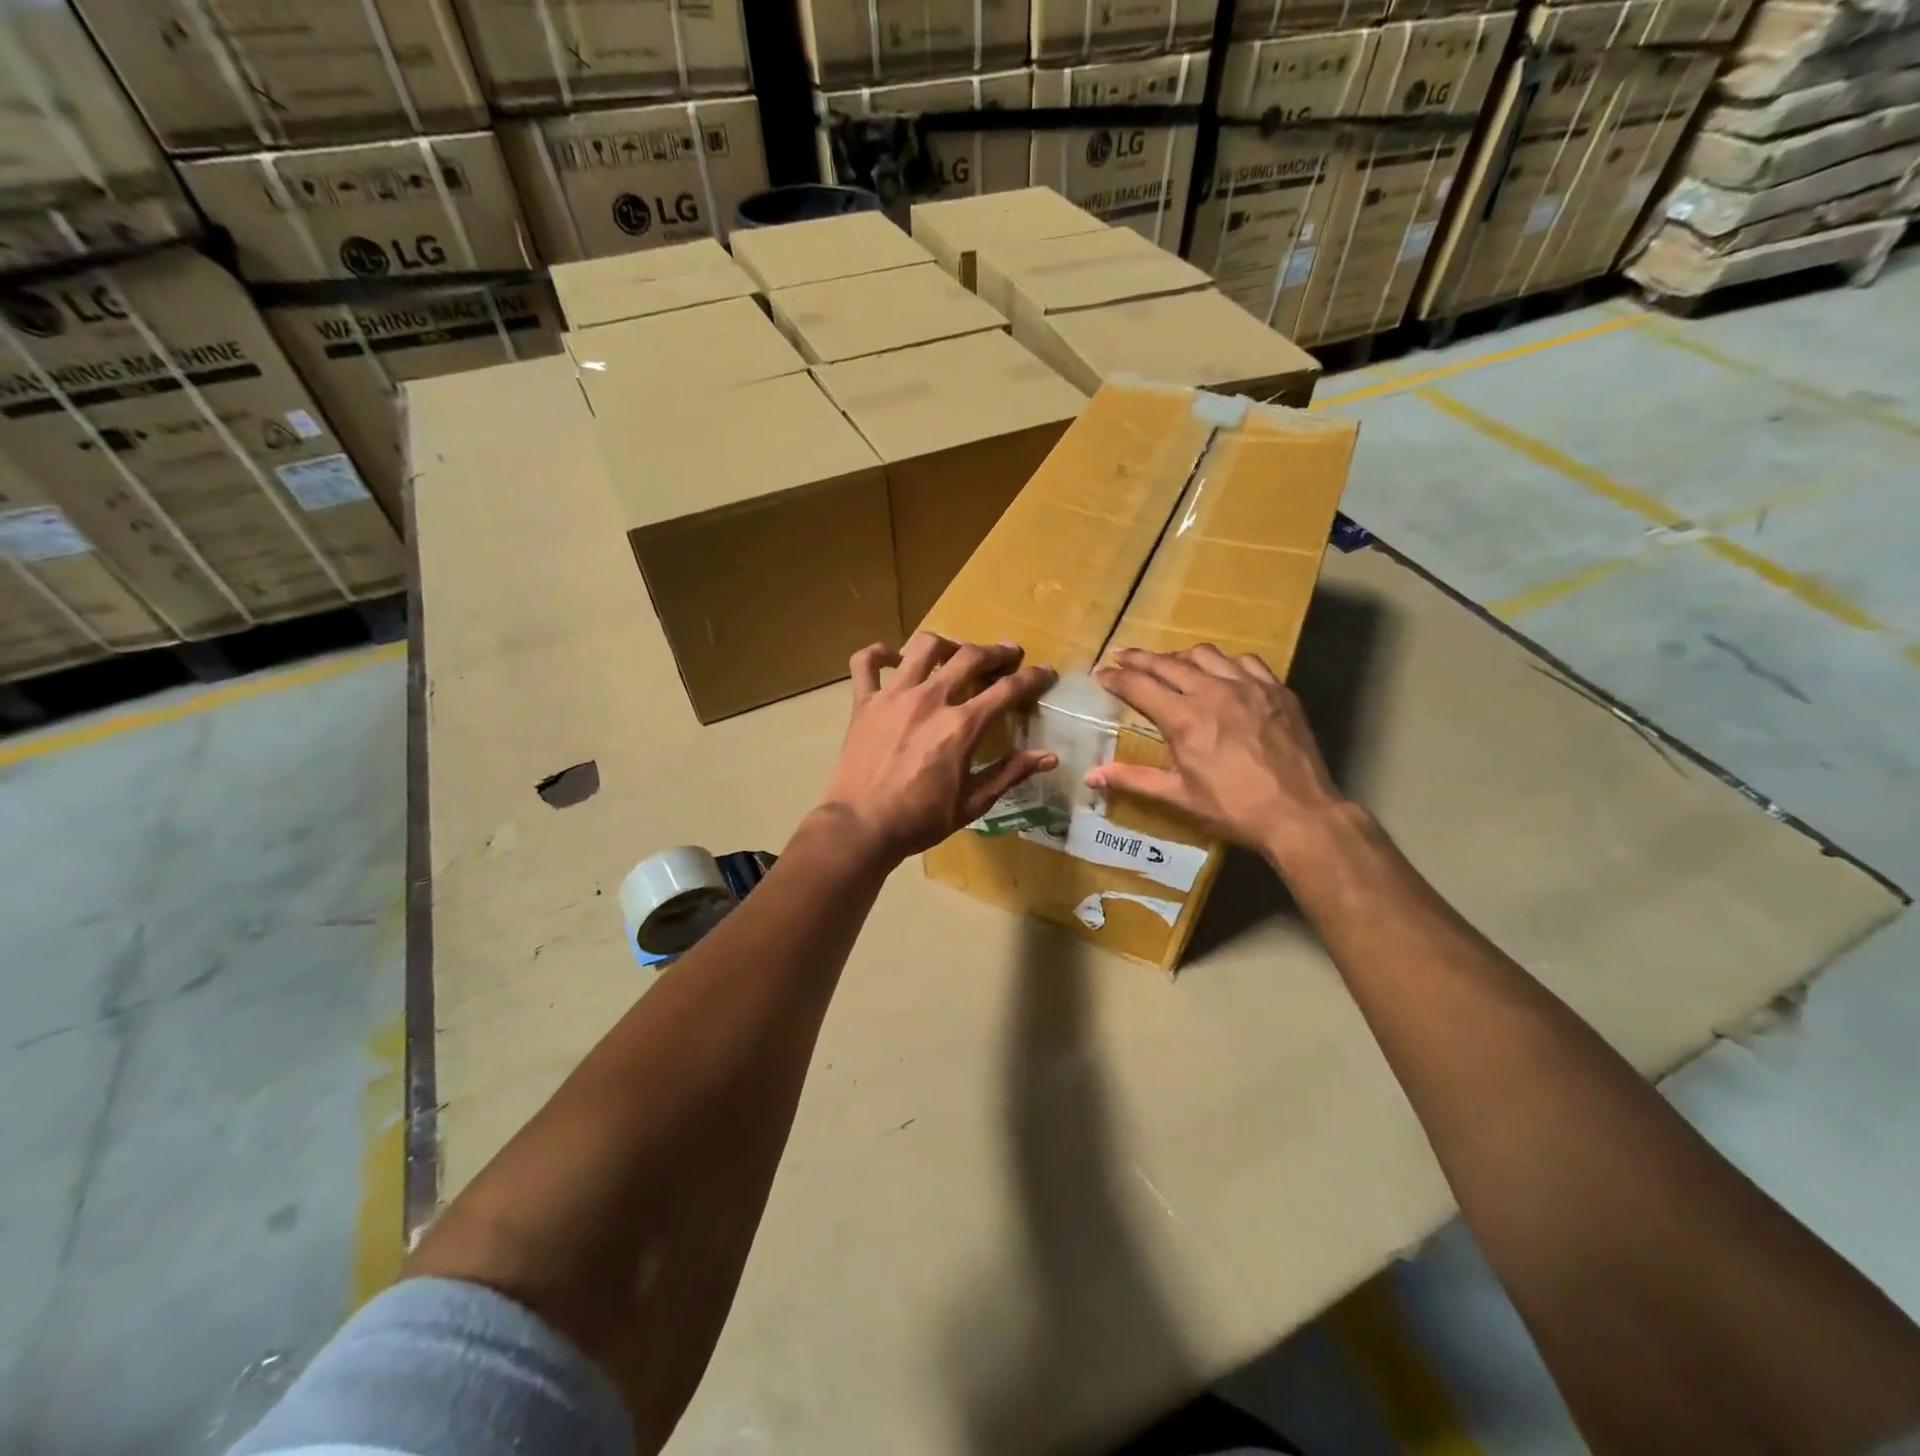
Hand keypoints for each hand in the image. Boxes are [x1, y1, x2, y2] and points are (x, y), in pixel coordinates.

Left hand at [819, 633, 1057, 865]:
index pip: (1007, 691)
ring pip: (923, 647)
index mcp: (962, 726)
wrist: (861, 826)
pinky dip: (880, 653)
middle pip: (970, 657)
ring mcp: (894, 696)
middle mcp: (931, 699)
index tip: (1045, 672)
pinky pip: (867, 662)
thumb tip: (1049, 756)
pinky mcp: (864, 701)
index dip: (1032, 678)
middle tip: (1007, 654)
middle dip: (996, 652)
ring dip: (946, 645)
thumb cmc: (920, 819)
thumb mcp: (973, 803)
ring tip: (955, 653)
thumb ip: (1010, 773)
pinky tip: (894, 659)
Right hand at [1086, 645, 1349, 871]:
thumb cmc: (1233, 809)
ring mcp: (1248, 686)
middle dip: (1138, 658)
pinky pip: (1245, 661)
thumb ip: (1133, 779)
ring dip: (1180, 656)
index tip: (1099, 673)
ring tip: (1170, 664)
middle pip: (1166, 662)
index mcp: (1183, 718)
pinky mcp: (1276, 690)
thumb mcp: (1178, 797)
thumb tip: (1090, 777)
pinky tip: (1221, 675)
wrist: (1299, 813)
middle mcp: (1212, 691)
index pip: (1138, 685)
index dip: (1114, 677)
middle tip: (1121, 656)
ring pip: (1205, 654)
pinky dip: (1224, 664)